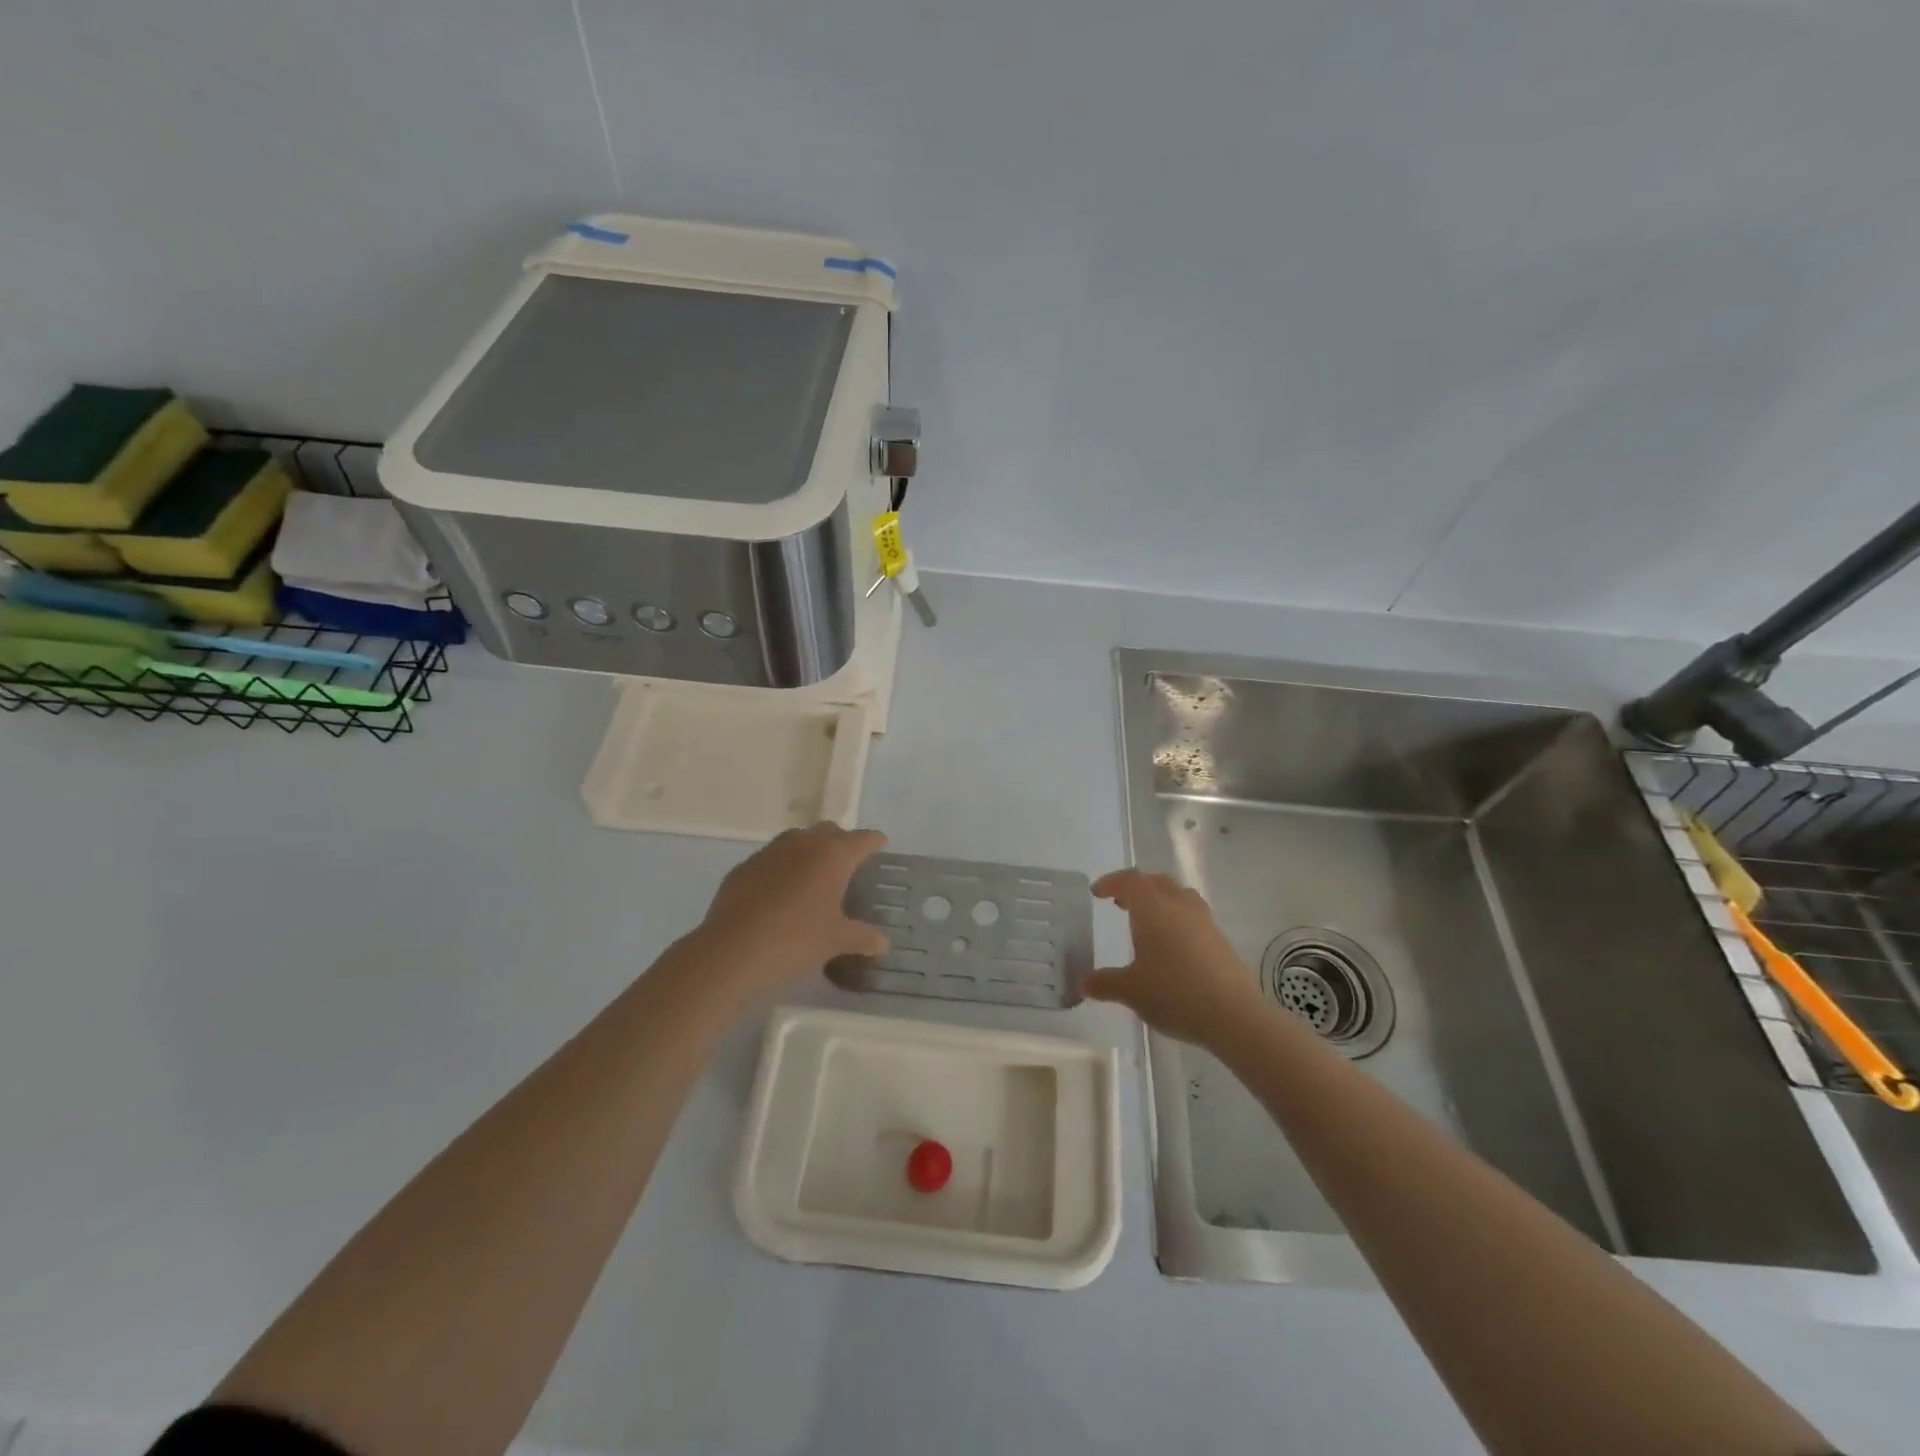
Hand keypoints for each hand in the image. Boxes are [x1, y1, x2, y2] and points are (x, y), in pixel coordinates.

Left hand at [692, 823, 890, 1000]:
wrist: (731, 953)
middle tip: (848, 866)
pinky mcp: (742, 869)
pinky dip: (781, 869)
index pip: (862, 839)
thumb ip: (864, 938)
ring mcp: (768, 853)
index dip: (874, 842)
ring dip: (809, 851)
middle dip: (841, 842)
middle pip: (829, 831)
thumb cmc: (795, 941)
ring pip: (796, 840)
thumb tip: (883, 943)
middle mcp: (802, 844)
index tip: (880, 846)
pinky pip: (770, 860)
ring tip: (814, 877)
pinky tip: (780, 894)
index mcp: (832, 856)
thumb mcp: (837, 942)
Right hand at [1085, 869, 1266, 1048]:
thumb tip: (1082, 983)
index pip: (1130, 880)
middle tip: (1120, 904)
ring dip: (1160, 900)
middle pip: (1156, 882)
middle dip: (1136, 888)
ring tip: (1148, 921)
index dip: (1111, 882)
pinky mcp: (1220, 938)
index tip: (1097, 893)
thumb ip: (1104, 983)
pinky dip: (1177, 919)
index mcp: (1152, 908)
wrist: (1233, 1015)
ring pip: (1178, 895)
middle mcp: (1179, 905)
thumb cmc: (1174, 993)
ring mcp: (1204, 920)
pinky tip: (1172, 947)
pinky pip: (1193, 915)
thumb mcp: (1130, 991)